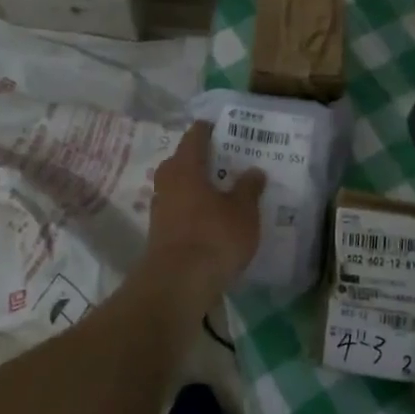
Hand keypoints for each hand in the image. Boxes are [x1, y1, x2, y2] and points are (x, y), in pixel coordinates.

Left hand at [141, 122, 264, 305]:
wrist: (178, 286)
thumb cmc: (214, 237)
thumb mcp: (243, 211)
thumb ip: (249, 188)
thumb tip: (254, 170)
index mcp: (186, 167)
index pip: (195, 137)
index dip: (208, 129)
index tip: (223, 127)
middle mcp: (168, 183)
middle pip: (181, 161)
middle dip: (200, 159)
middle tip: (224, 160)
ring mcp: (160, 210)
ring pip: (178, 188)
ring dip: (195, 187)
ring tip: (221, 191)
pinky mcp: (160, 235)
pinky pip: (179, 211)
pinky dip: (193, 210)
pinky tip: (210, 220)